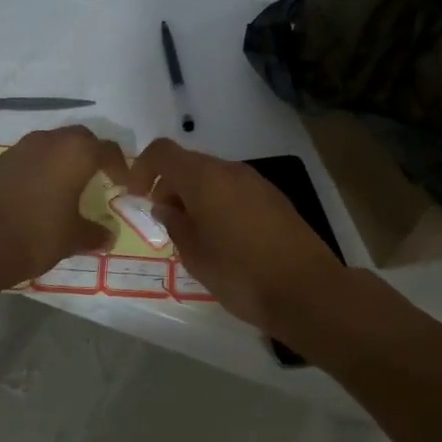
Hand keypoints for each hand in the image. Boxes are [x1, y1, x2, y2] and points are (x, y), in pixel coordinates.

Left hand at [0, 126, 126, 289]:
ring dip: (64, 158)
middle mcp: (50, 141)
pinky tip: (41, 192)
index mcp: (77, 153)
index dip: (120, 166)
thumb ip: (94, 233)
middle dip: (92, 154)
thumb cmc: (36, 234)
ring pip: (52, 144)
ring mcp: (21, 148)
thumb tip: (108, 236)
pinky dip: (41, 168)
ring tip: (69, 184)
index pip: (108, 150)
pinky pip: (31, 157)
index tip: (124, 184)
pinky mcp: (0, 162)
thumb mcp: (72, 238)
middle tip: (99, 177)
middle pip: (80, 139)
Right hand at [126, 138, 348, 336]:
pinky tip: (224, 237)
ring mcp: (256, 182)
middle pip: (189, 163)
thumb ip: (175, 224)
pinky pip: (235, 189)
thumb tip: (166, 207)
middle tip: (164, 221)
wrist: (306, 290)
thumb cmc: (240, 274)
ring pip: (214, 177)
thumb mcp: (195, 255)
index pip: (162, 152)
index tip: (136, 197)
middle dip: (169, 185)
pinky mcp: (275, 198)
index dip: (142, 168)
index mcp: (205, 178)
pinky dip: (219, 202)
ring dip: (195, 195)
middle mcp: (231, 171)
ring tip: (193, 233)